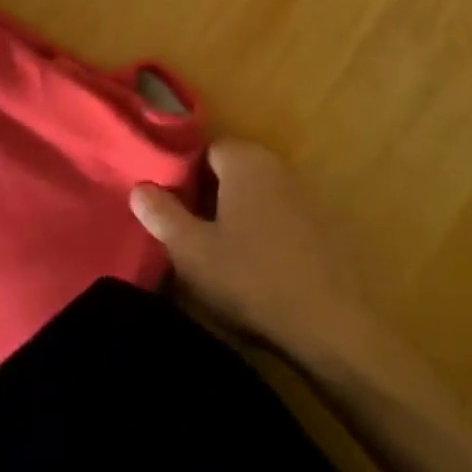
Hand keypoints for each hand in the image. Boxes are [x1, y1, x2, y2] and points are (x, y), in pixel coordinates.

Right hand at [131, 140, 378, 366]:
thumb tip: (139, 187)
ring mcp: (303, 191)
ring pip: (256, 194)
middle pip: (231, 170)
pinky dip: (266, 232)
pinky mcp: (323, 221)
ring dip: (239, 216)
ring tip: (222, 257)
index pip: (205, 151)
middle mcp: (275, 163)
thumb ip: (162, 215)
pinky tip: (259, 268)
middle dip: (210, 198)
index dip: (184, 179)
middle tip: (192, 238)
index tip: (172, 213)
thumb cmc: (252, 278)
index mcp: (244, 159)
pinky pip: (281, 215)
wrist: (331, 321)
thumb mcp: (193, 252)